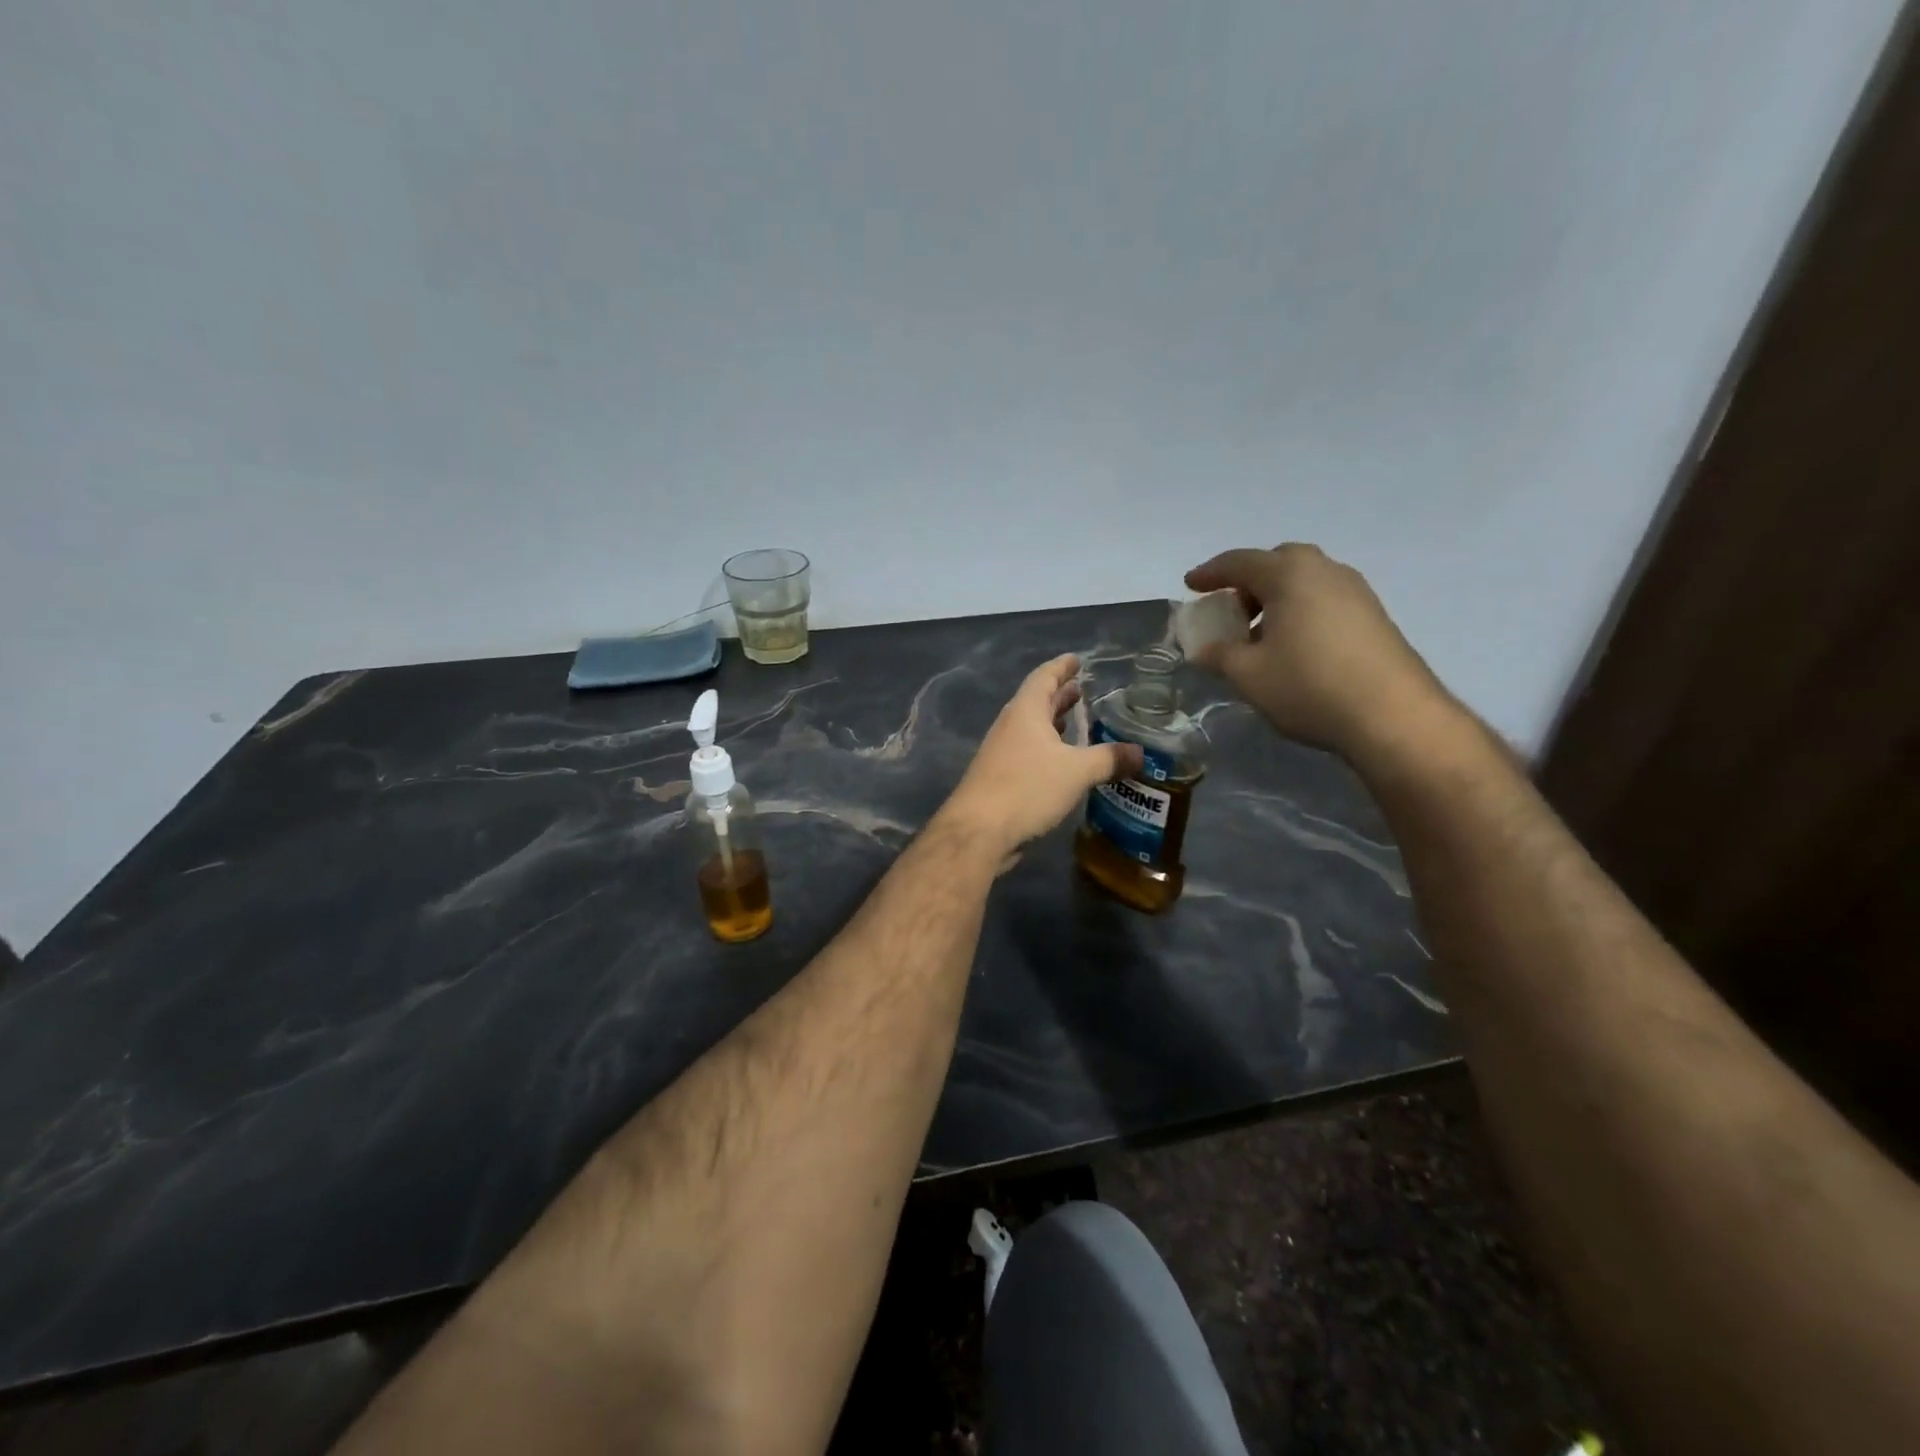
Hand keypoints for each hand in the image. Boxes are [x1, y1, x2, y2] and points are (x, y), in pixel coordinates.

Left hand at [940, 654, 1144, 853]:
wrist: (979, 831)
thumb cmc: (1027, 788)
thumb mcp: (1076, 771)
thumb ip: (1109, 759)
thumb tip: (1140, 753)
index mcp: (1025, 712)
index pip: (1044, 677)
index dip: (1061, 667)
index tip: (1077, 660)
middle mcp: (1011, 726)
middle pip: (1036, 701)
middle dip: (1059, 695)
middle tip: (1082, 690)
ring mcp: (1002, 752)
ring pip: (1032, 729)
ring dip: (1053, 723)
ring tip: (1077, 721)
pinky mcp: (1001, 777)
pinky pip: (1029, 752)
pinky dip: (1048, 748)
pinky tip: (1064, 761)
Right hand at [1184, 544, 1455, 760]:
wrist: (1392, 716)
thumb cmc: (1308, 686)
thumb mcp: (1249, 674)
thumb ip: (1220, 654)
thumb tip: (1205, 649)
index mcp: (1289, 574)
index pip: (1239, 562)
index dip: (1210, 573)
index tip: (1190, 585)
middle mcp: (1325, 571)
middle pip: (1277, 563)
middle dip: (1248, 582)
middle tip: (1230, 611)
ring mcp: (1356, 592)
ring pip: (1304, 581)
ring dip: (1275, 599)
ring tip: (1258, 635)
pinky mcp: (1374, 616)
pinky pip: (1324, 600)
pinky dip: (1300, 611)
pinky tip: (1292, 648)